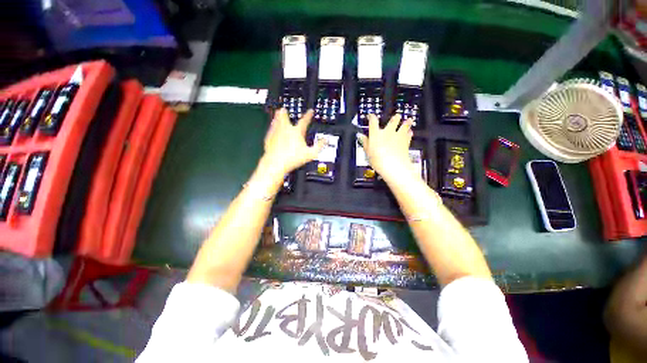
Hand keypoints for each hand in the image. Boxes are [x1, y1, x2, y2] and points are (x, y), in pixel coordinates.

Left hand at [260, 108, 323, 178]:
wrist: (276, 163)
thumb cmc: (294, 158)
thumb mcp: (311, 154)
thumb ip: (319, 146)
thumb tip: (325, 140)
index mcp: (296, 132)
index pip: (304, 121)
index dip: (308, 115)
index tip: (310, 111)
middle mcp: (285, 129)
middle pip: (284, 118)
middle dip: (285, 113)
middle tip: (284, 109)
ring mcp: (276, 133)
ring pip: (276, 122)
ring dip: (277, 117)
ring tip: (278, 113)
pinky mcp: (269, 139)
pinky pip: (271, 130)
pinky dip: (273, 128)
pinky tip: (272, 128)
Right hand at [357, 114, 416, 182]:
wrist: (394, 166)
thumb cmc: (378, 160)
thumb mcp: (368, 153)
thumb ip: (366, 143)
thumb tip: (362, 137)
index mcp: (376, 134)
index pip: (373, 121)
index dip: (371, 117)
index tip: (371, 116)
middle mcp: (388, 132)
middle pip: (393, 121)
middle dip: (395, 118)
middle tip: (396, 116)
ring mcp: (398, 136)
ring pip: (404, 125)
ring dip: (406, 123)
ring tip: (408, 120)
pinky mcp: (406, 141)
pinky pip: (408, 134)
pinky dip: (409, 133)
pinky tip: (410, 132)